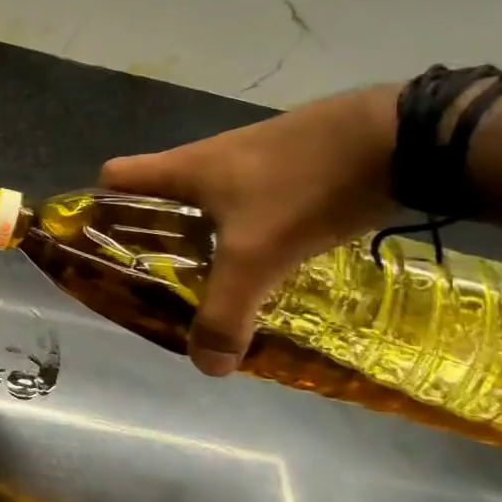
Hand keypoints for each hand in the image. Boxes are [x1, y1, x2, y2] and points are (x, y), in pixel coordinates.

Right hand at [99, 84, 400, 376]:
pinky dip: (252, 225)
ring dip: (206, 233)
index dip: (100, 208)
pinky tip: (277, 256)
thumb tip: (206, 366)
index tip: (107, 247)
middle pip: (159, 194)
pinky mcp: (293, 161)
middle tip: (166, 277)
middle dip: (155, 234)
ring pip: (208, 199)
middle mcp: (207, 157)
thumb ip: (226, 311)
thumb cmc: (302, 185)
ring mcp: (252, 157)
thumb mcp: (258, 256)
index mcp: (181, 169)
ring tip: (221, 276)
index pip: (112, 178)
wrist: (401, 135)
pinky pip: (252, 198)